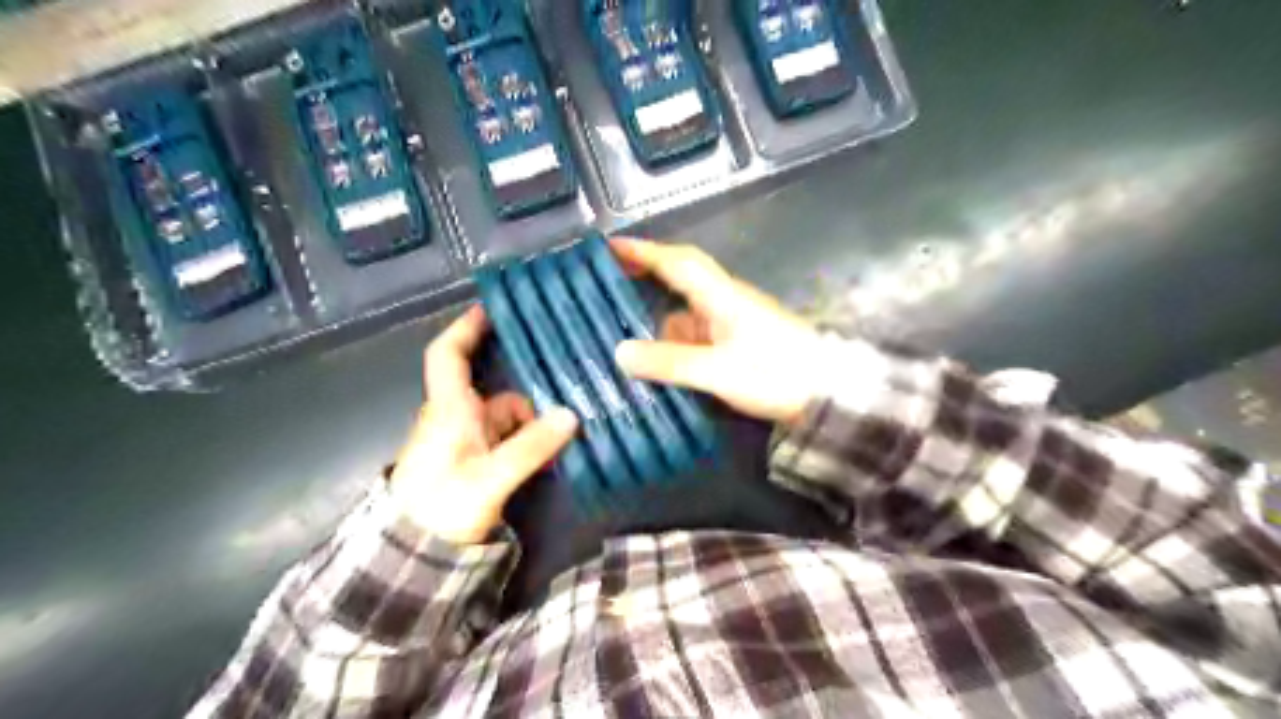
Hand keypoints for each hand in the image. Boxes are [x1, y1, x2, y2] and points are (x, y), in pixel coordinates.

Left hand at [385, 304, 576, 543]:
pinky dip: (526, 441)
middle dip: (528, 395)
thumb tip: (572, 416)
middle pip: (494, 392)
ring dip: (532, 423)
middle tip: (568, 391)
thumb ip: (530, 447)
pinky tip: (550, 452)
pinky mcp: (472, 463)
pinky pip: (505, 440)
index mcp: (448, 410)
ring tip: (568, 431)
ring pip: (504, 418)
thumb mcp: (490, 478)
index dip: (465, 327)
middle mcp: (455, 419)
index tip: (492, 307)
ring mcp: (464, 443)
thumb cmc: (440, 508)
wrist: (410, 557)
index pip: (447, 355)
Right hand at [611, 235, 826, 426]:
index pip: (676, 262)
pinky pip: (697, 336)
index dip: (643, 251)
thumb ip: (669, 361)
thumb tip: (620, 352)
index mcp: (721, 296)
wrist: (828, 394)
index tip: (610, 247)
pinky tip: (657, 362)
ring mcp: (733, 323)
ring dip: (657, 319)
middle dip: (645, 279)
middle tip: (606, 287)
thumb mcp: (717, 370)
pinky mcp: (739, 345)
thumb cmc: (775, 373)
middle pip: (679, 280)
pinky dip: (674, 343)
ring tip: (621, 334)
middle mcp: (725, 302)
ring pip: (686, 313)